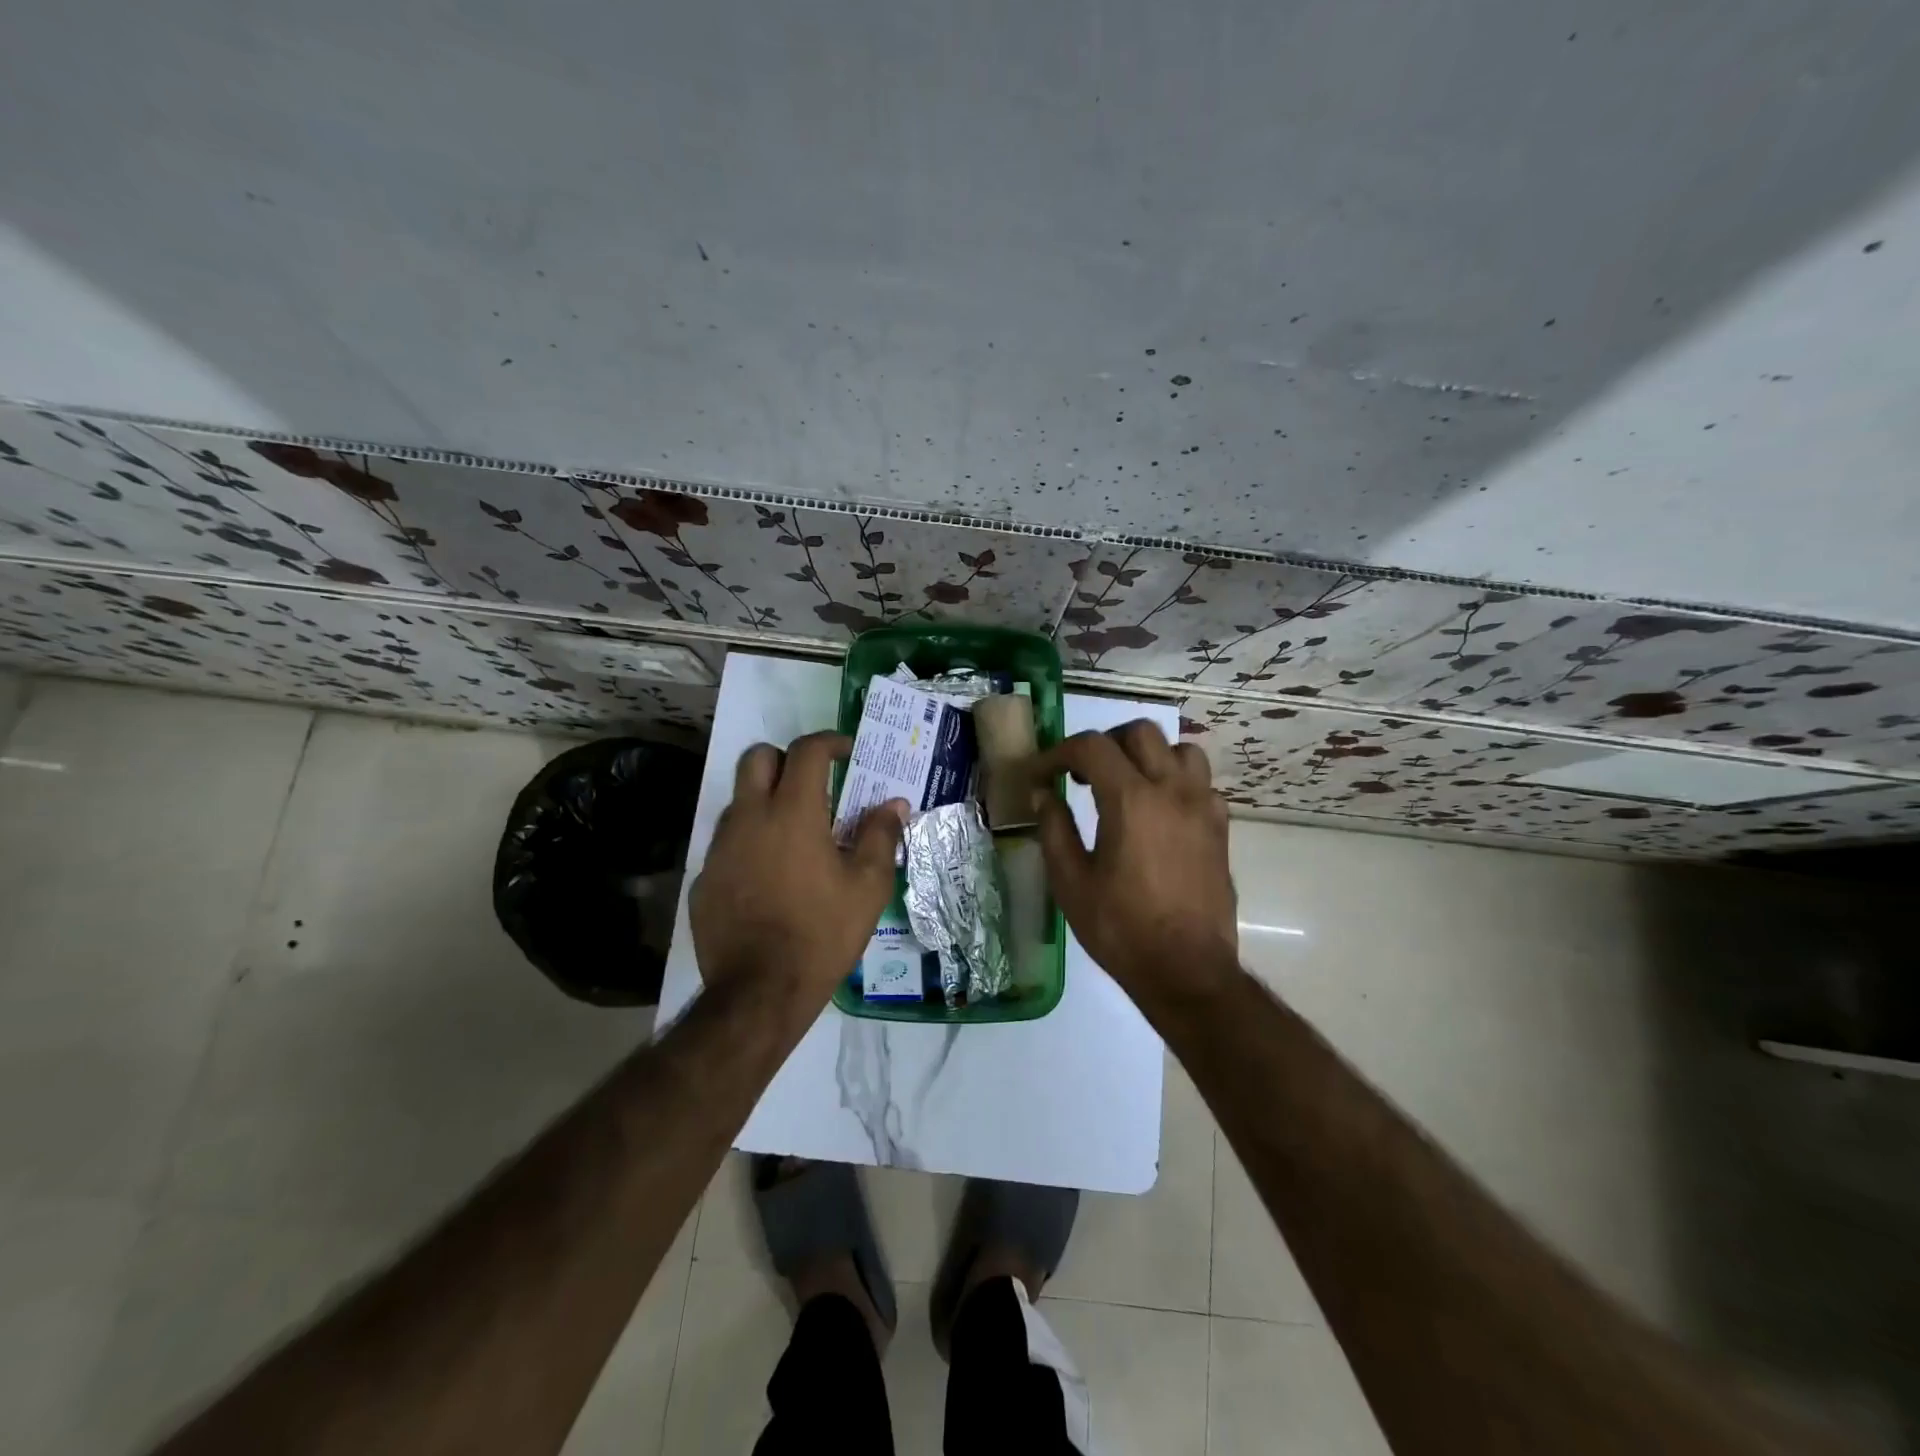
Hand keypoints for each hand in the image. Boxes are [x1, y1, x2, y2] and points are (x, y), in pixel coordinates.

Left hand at [690, 731, 906, 1006]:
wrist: (759, 992)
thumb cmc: (822, 933)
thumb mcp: (867, 887)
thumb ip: (880, 837)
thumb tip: (894, 805)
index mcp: (792, 813)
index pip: (806, 751)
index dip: (829, 742)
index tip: (847, 752)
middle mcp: (749, 818)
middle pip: (757, 757)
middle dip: (785, 759)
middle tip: (812, 784)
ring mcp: (720, 848)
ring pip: (739, 801)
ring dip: (766, 802)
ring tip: (795, 837)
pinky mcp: (704, 878)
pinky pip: (728, 844)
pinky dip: (750, 845)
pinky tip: (769, 879)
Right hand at [1034, 721, 1236, 996]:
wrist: (1187, 970)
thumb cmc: (1121, 928)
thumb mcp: (1071, 882)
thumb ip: (1054, 828)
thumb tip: (1043, 793)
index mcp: (1131, 800)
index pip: (1091, 747)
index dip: (1058, 754)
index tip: (1041, 775)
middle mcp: (1172, 790)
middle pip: (1140, 733)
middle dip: (1104, 744)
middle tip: (1082, 775)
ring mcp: (1203, 806)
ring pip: (1179, 749)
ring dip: (1148, 756)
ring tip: (1126, 784)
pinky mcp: (1220, 827)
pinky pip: (1201, 782)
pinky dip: (1176, 782)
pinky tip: (1160, 812)